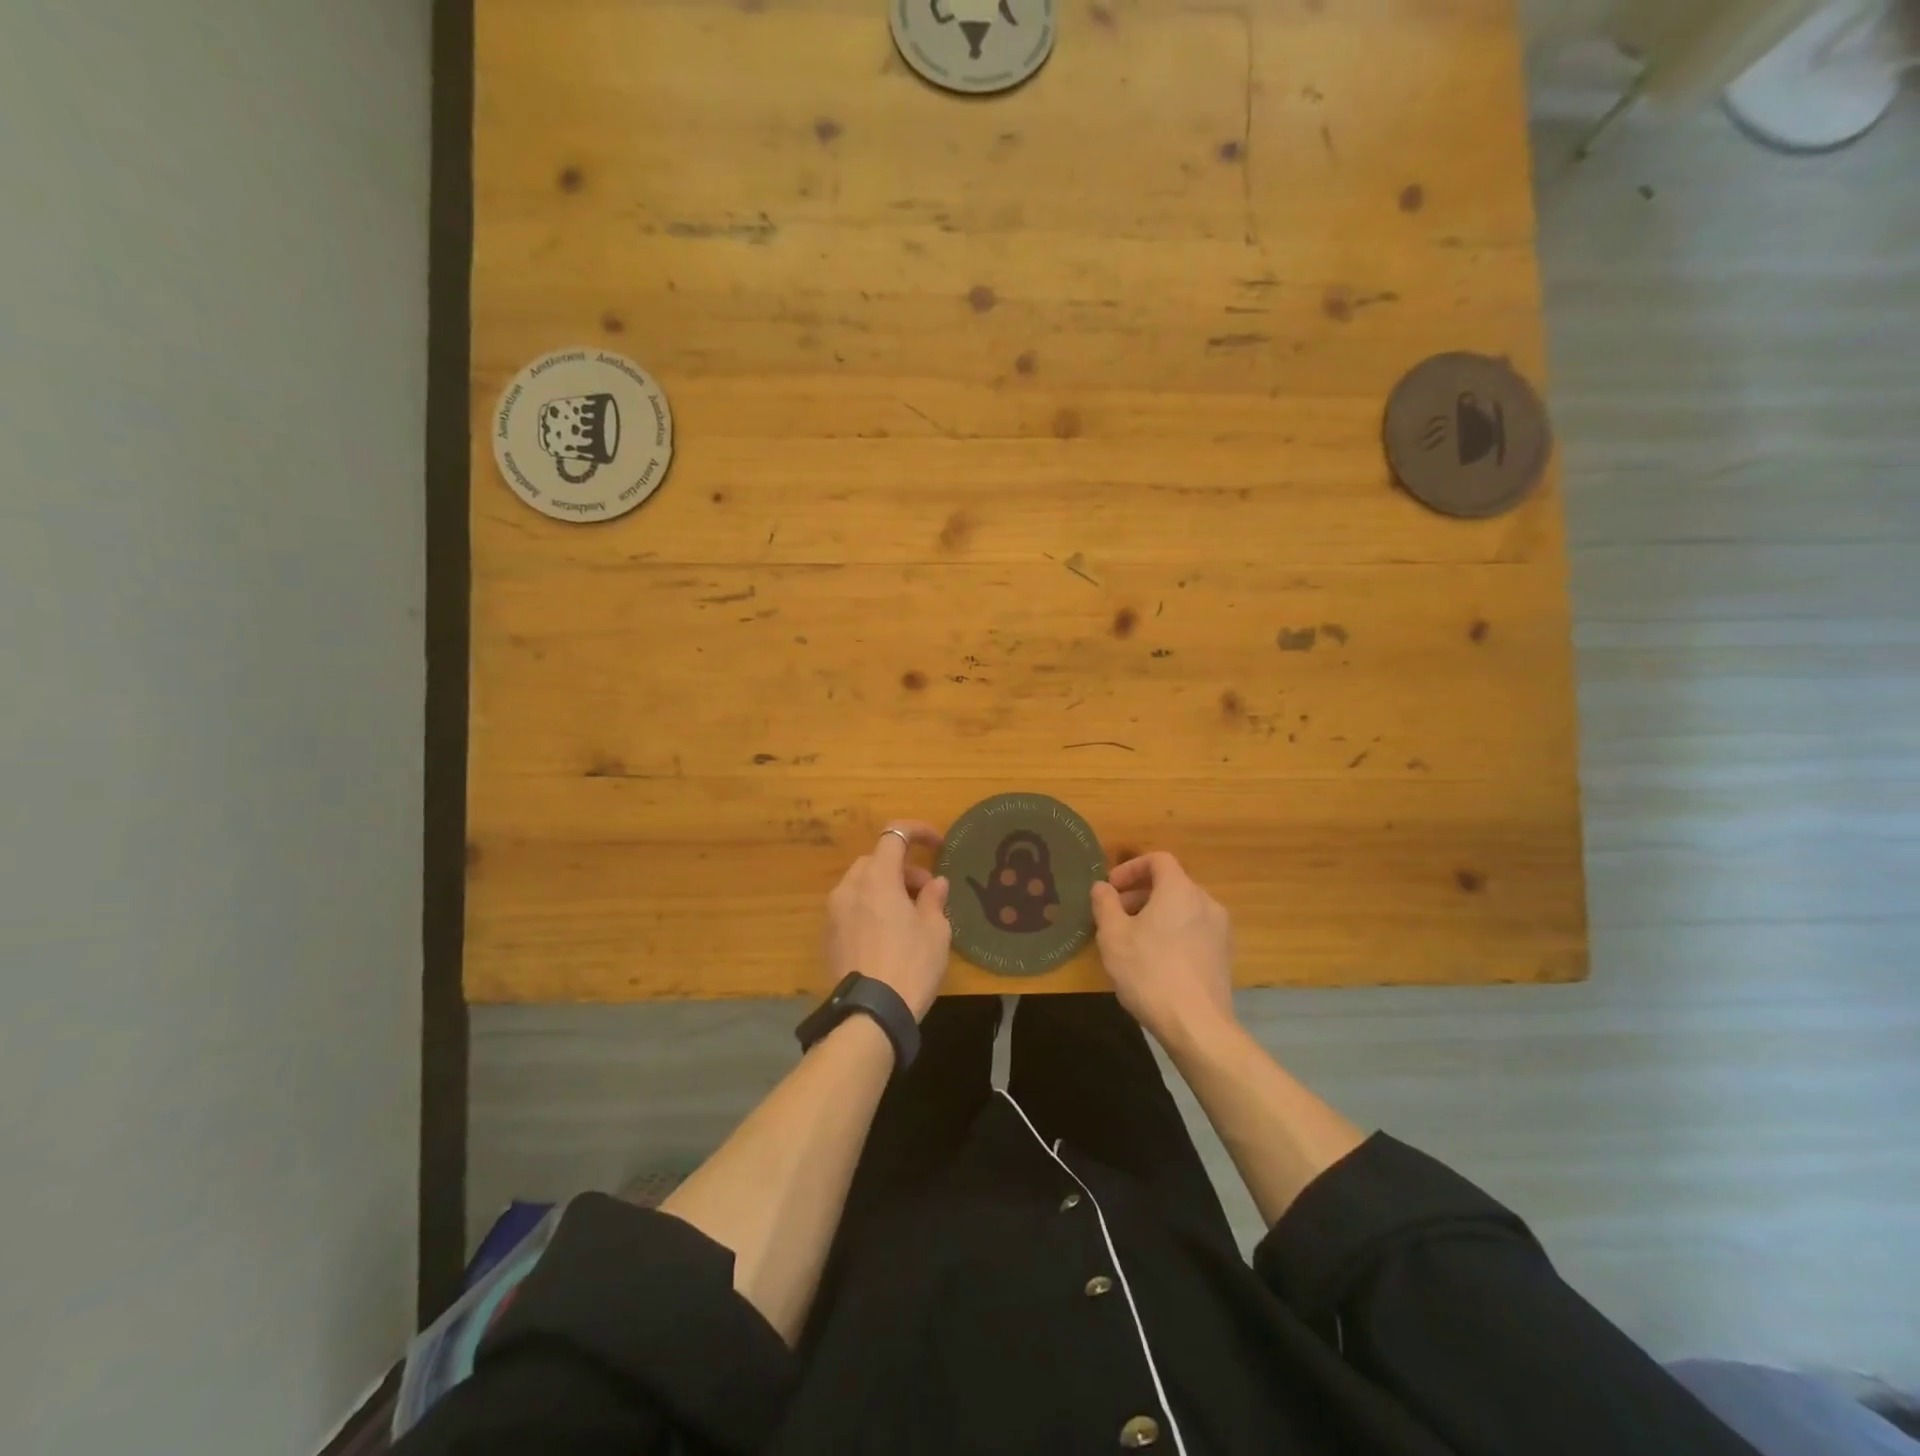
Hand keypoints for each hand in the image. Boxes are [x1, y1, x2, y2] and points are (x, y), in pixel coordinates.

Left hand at [824, 822, 951, 1020]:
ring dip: (886, 888)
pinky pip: (851, 907)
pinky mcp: (828, 935)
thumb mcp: (935, 931)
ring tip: (909, 916)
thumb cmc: (910, 965)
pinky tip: (888, 935)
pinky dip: (870, 907)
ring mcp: (834, 911)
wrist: (870, 1014)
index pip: (894, 835)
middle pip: (876, 861)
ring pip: (862, 884)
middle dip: (904, 868)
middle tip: (927, 892)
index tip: (938, 844)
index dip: (918, 831)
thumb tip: (935, 883)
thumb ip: (934, 899)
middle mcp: (850, 887)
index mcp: (877, 878)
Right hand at [1091, 852, 1235, 1051]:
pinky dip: (1173, 932)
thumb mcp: (1113, 936)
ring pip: (1183, 908)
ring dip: (1155, 914)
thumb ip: (1105, 904)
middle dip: (1139, 894)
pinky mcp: (1223, 956)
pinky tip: (1155, 960)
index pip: (1158, 860)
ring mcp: (1220, 930)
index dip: (1131, 868)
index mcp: (1180, 890)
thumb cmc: (1149, 972)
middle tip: (1115, 915)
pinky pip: (1194, 930)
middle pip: (1171, 884)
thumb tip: (1102, 887)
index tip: (1111, 889)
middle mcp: (1205, 902)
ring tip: (1132, 940)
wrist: (1197, 1025)